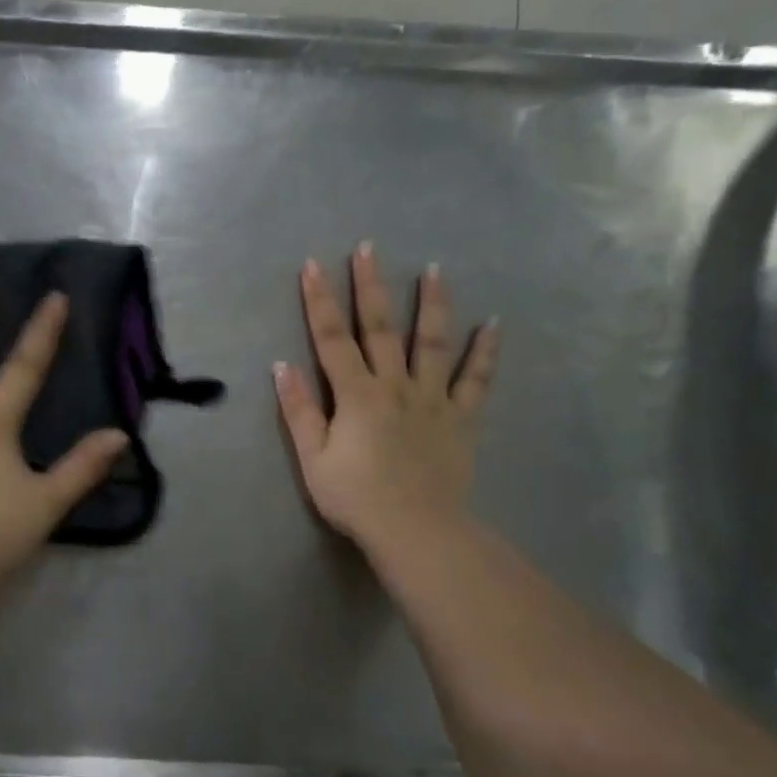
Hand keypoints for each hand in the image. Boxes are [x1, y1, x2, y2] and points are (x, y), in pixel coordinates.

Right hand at [273, 244, 498, 553]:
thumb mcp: (312, 458)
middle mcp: (395, 385)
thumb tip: (282, 365)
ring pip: (432, 342)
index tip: (313, 266)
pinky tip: (494, 325)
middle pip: (380, 328)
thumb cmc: (355, 497)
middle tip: (369, 248)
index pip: (331, 339)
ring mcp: (432, 399)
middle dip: (370, 286)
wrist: (415, 529)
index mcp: (356, 394)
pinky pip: (476, 380)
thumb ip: (299, 410)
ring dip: (432, 304)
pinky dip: (484, 352)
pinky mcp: (461, 418)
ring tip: (435, 270)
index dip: (319, 301)